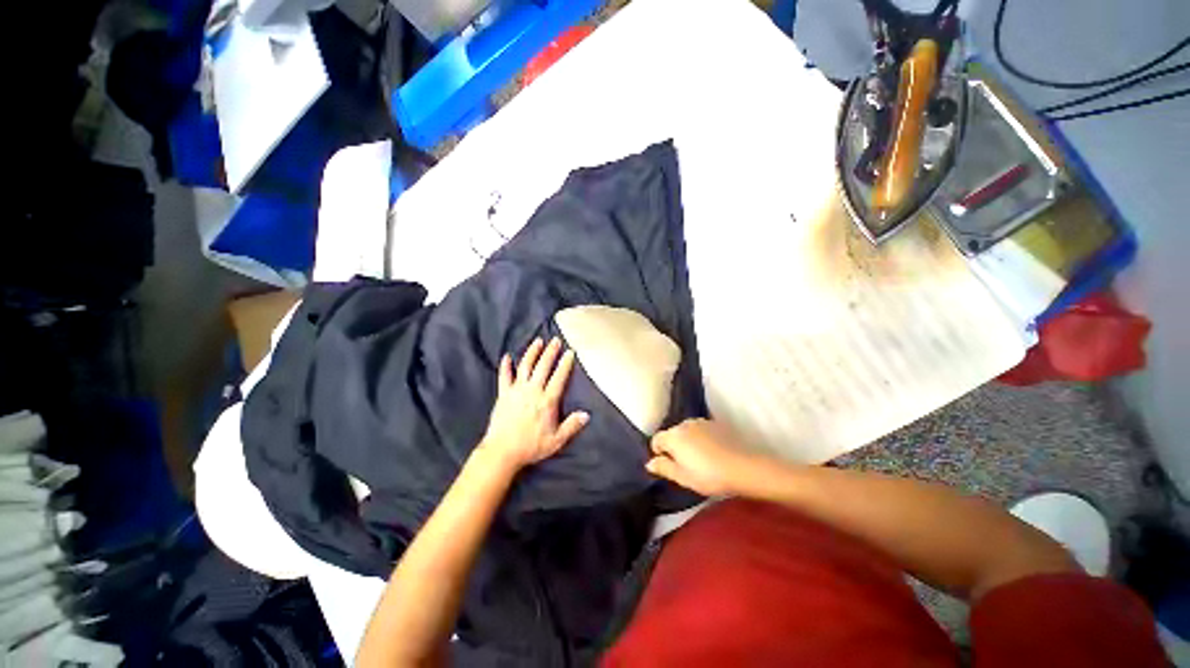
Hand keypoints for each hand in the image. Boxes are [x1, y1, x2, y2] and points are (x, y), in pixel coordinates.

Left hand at [480, 337, 589, 471]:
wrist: (502, 451)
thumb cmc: (531, 446)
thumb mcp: (556, 440)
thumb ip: (572, 426)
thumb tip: (586, 415)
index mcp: (547, 401)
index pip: (559, 377)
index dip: (565, 364)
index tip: (570, 352)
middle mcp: (533, 391)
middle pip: (543, 367)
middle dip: (550, 352)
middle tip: (555, 340)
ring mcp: (516, 390)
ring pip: (525, 366)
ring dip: (532, 352)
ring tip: (538, 341)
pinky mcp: (503, 394)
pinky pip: (504, 376)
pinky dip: (505, 366)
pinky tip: (507, 356)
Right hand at [645, 419, 762, 495]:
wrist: (743, 467)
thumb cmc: (708, 475)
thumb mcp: (683, 477)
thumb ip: (664, 468)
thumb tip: (649, 462)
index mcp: (673, 436)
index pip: (656, 440)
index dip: (658, 453)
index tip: (668, 466)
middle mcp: (683, 424)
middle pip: (671, 434)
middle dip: (674, 446)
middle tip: (685, 465)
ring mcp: (700, 422)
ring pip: (686, 431)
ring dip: (688, 441)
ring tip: (700, 458)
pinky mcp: (715, 423)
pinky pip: (701, 430)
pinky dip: (701, 438)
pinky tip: (712, 451)